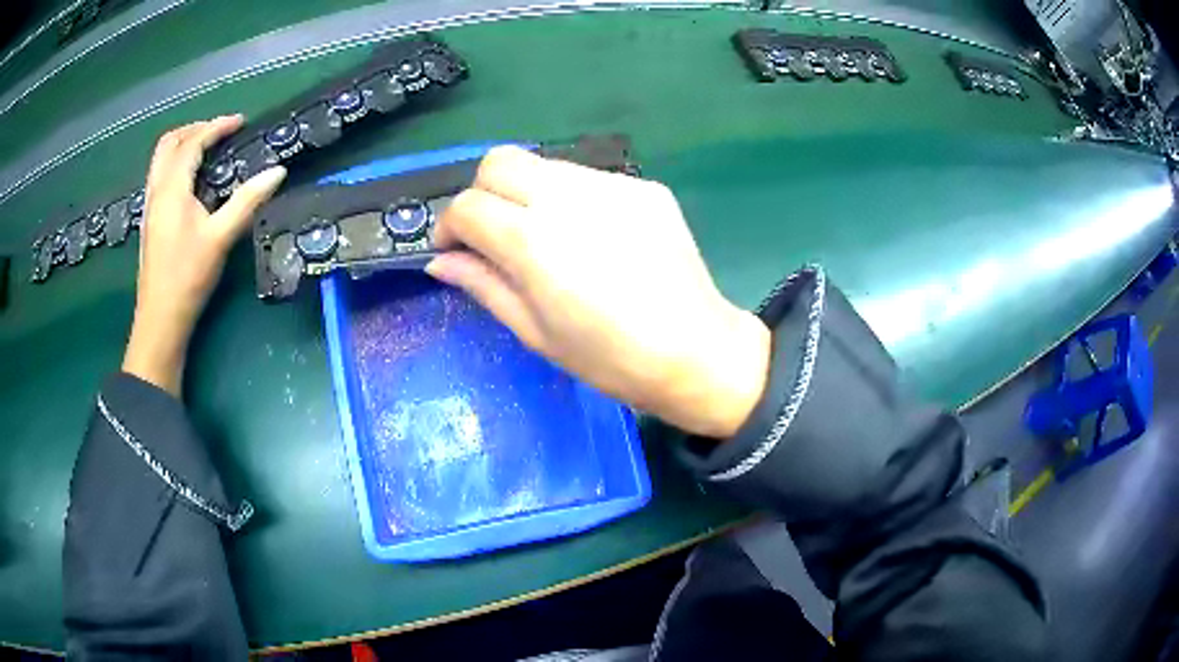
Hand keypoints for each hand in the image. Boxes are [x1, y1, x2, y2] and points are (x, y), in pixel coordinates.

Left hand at [123, 116, 286, 395]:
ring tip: (205, 149)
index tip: (240, 122)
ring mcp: (149, 206)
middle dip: (193, 129)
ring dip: (181, 145)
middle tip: (218, 131)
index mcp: (172, 188)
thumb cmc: (188, 277)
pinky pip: (158, 176)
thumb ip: (248, 201)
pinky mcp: (149, 221)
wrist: (160, 320)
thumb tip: (278, 172)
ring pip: (160, 160)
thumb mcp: (221, 238)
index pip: (193, 142)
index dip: (217, 127)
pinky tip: (189, 181)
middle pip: (168, 143)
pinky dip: (174, 164)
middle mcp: (156, 190)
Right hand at [427, 146, 769, 438]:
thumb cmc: (610, 358)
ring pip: (543, 164)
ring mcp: (611, 186)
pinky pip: (587, 178)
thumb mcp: (535, 331)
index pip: (468, 206)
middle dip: (481, 192)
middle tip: (491, 233)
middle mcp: (568, 198)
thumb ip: (484, 285)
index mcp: (534, 242)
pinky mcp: (643, 187)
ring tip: (542, 236)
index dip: (448, 226)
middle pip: (499, 161)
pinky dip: (569, 198)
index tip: (453, 249)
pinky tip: (588, 236)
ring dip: (525, 192)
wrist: (697, 352)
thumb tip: (441, 262)